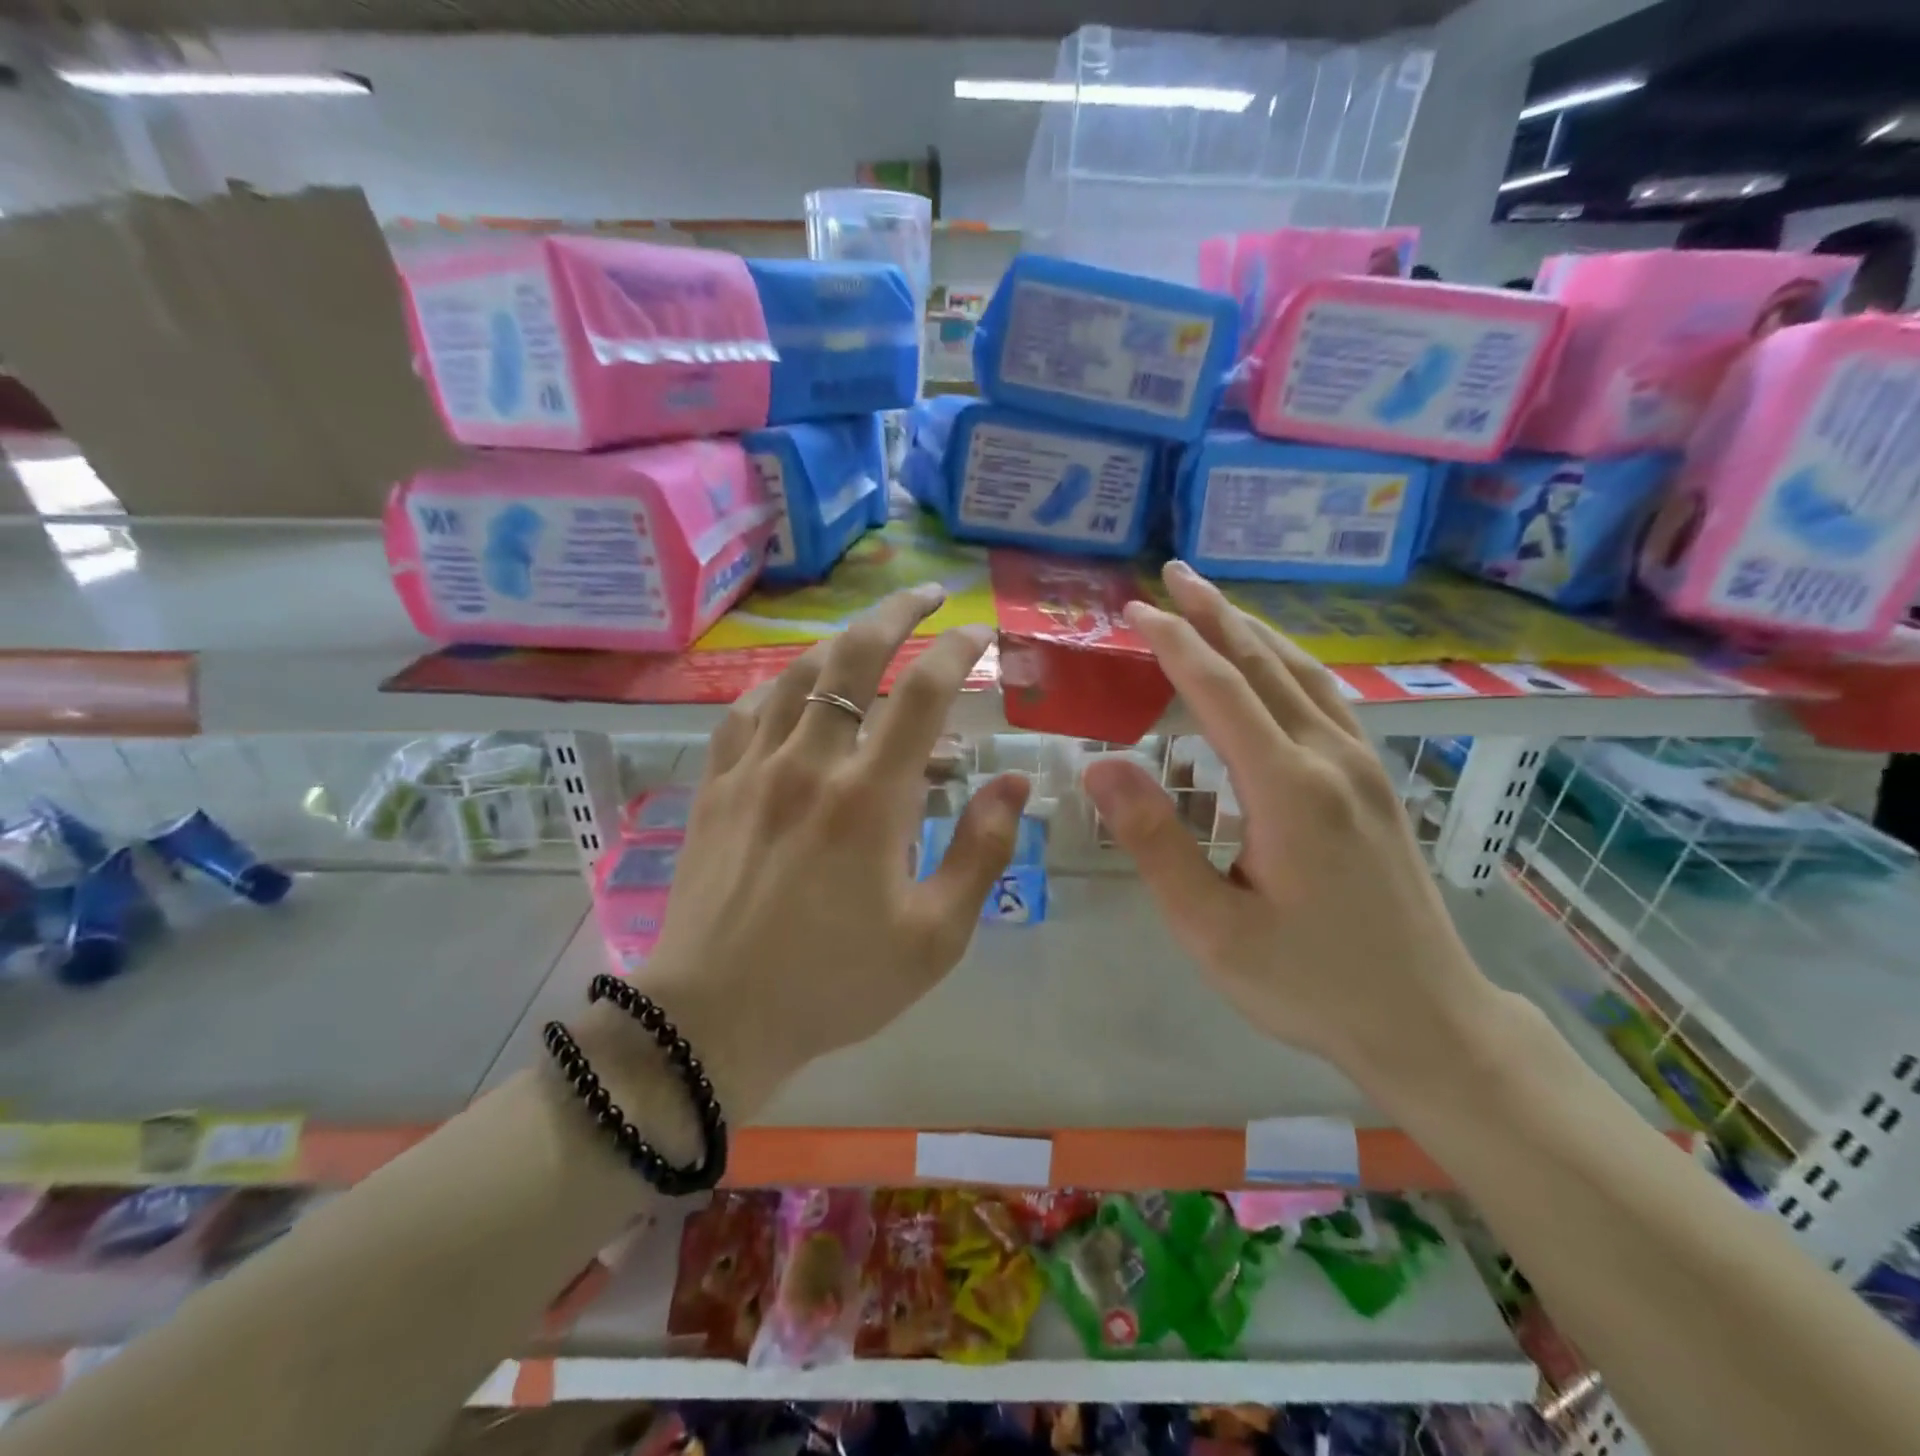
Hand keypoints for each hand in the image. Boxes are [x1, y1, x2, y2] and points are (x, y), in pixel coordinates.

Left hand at [609, 585, 1029, 1121]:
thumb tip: (1013, 782)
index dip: (957, 649)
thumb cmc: (835, 983)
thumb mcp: (934, 936)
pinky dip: (778, 687)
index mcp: (871, 798)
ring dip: (839, 643)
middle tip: (926, 595)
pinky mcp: (715, 787)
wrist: (714, 1020)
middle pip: (853, 657)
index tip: (979, 631)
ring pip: (797, 674)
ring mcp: (753, 770)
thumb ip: (981, 851)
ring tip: (869, 637)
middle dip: (896, 612)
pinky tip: (792, 690)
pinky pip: (745, 711)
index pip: (923, 693)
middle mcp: (810, 764)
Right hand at [1080, 562, 1495, 1086]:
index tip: (1134, 610)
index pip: (1222, 691)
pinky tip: (1275, 666)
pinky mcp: (1376, 783)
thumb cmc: (1308, 982)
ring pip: (1303, 674)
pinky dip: (1289, 664)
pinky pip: (1327, 699)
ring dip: (1254, 631)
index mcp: (1290, 789)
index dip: (1175, 644)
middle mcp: (1332, 759)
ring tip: (1214, 603)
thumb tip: (1101, 767)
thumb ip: (1155, 842)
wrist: (1427, 1021)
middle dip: (1214, 615)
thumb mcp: (1212, 927)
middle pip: (1266, 664)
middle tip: (1171, 576)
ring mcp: (1364, 767)